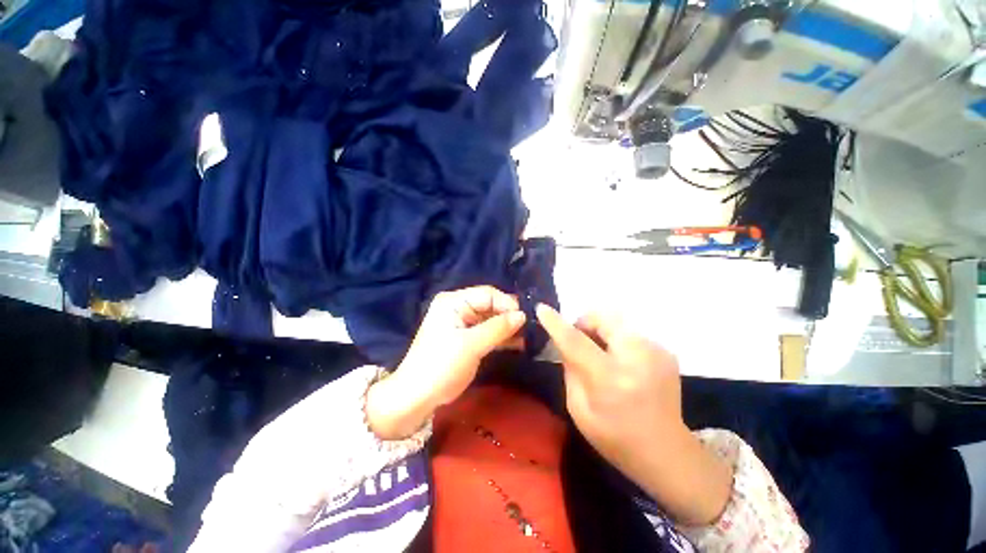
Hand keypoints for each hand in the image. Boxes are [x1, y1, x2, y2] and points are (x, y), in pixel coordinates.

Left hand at [367, 286, 525, 439]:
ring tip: (528, 337)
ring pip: (491, 320)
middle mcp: (458, 307)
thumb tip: (523, 315)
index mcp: (454, 302)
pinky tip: (518, 344)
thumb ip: (498, 328)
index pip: (487, 294)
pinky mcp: (466, 338)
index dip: (507, 304)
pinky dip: (501, 337)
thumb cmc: (441, 365)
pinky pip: (488, 332)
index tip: (525, 318)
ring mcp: (462, 323)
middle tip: (530, 328)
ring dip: (507, 328)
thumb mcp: (471, 345)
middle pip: (490, 306)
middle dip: (509, 316)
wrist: (417, 397)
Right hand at [536, 304, 731, 525]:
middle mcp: (637, 358)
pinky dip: (617, 341)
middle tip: (580, 342)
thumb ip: (570, 370)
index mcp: (610, 379)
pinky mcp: (665, 351)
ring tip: (601, 355)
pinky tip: (621, 364)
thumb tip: (565, 344)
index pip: (576, 341)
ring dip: (601, 331)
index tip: (541, 309)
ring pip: (616, 322)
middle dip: (584, 323)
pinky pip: (630, 333)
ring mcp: (656, 352)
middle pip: (602, 318)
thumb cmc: (616, 438)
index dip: (556, 323)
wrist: (667, 453)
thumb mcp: (579, 409)